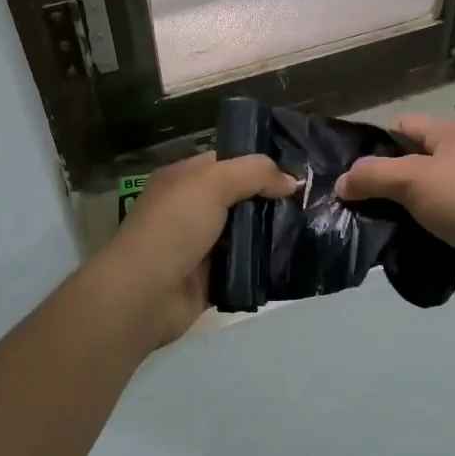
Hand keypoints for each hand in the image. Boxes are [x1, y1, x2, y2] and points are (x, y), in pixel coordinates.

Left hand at [95, 152, 296, 350]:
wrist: (145, 294)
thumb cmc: (174, 227)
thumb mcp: (213, 184)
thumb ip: (254, 173)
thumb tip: (291, 181)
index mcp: (182, 179)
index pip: (225, 161)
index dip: (257, 163)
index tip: (294, 169)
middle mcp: (189, 208)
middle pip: (238, 197)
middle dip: (270, 199)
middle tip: (308, 200)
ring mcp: (199, 245)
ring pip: (244, 232)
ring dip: (270, 232)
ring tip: (308, 228)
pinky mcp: (210, 278)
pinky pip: (244, 264)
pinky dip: (263, 263)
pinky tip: (291, 258)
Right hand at [334, 115, 454, 306]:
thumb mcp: (411, 178)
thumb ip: (371, 175)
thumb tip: (341, 184)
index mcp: (451, 134)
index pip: (402, 126)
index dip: (374, 143)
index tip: (347, 168)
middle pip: (406, 162)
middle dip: (378, 180)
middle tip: (347, 198)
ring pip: (415, 196)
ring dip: (391, 208)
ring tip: (360, 222)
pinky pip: (426, 222)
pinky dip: (408, 229)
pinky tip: (386, 241)